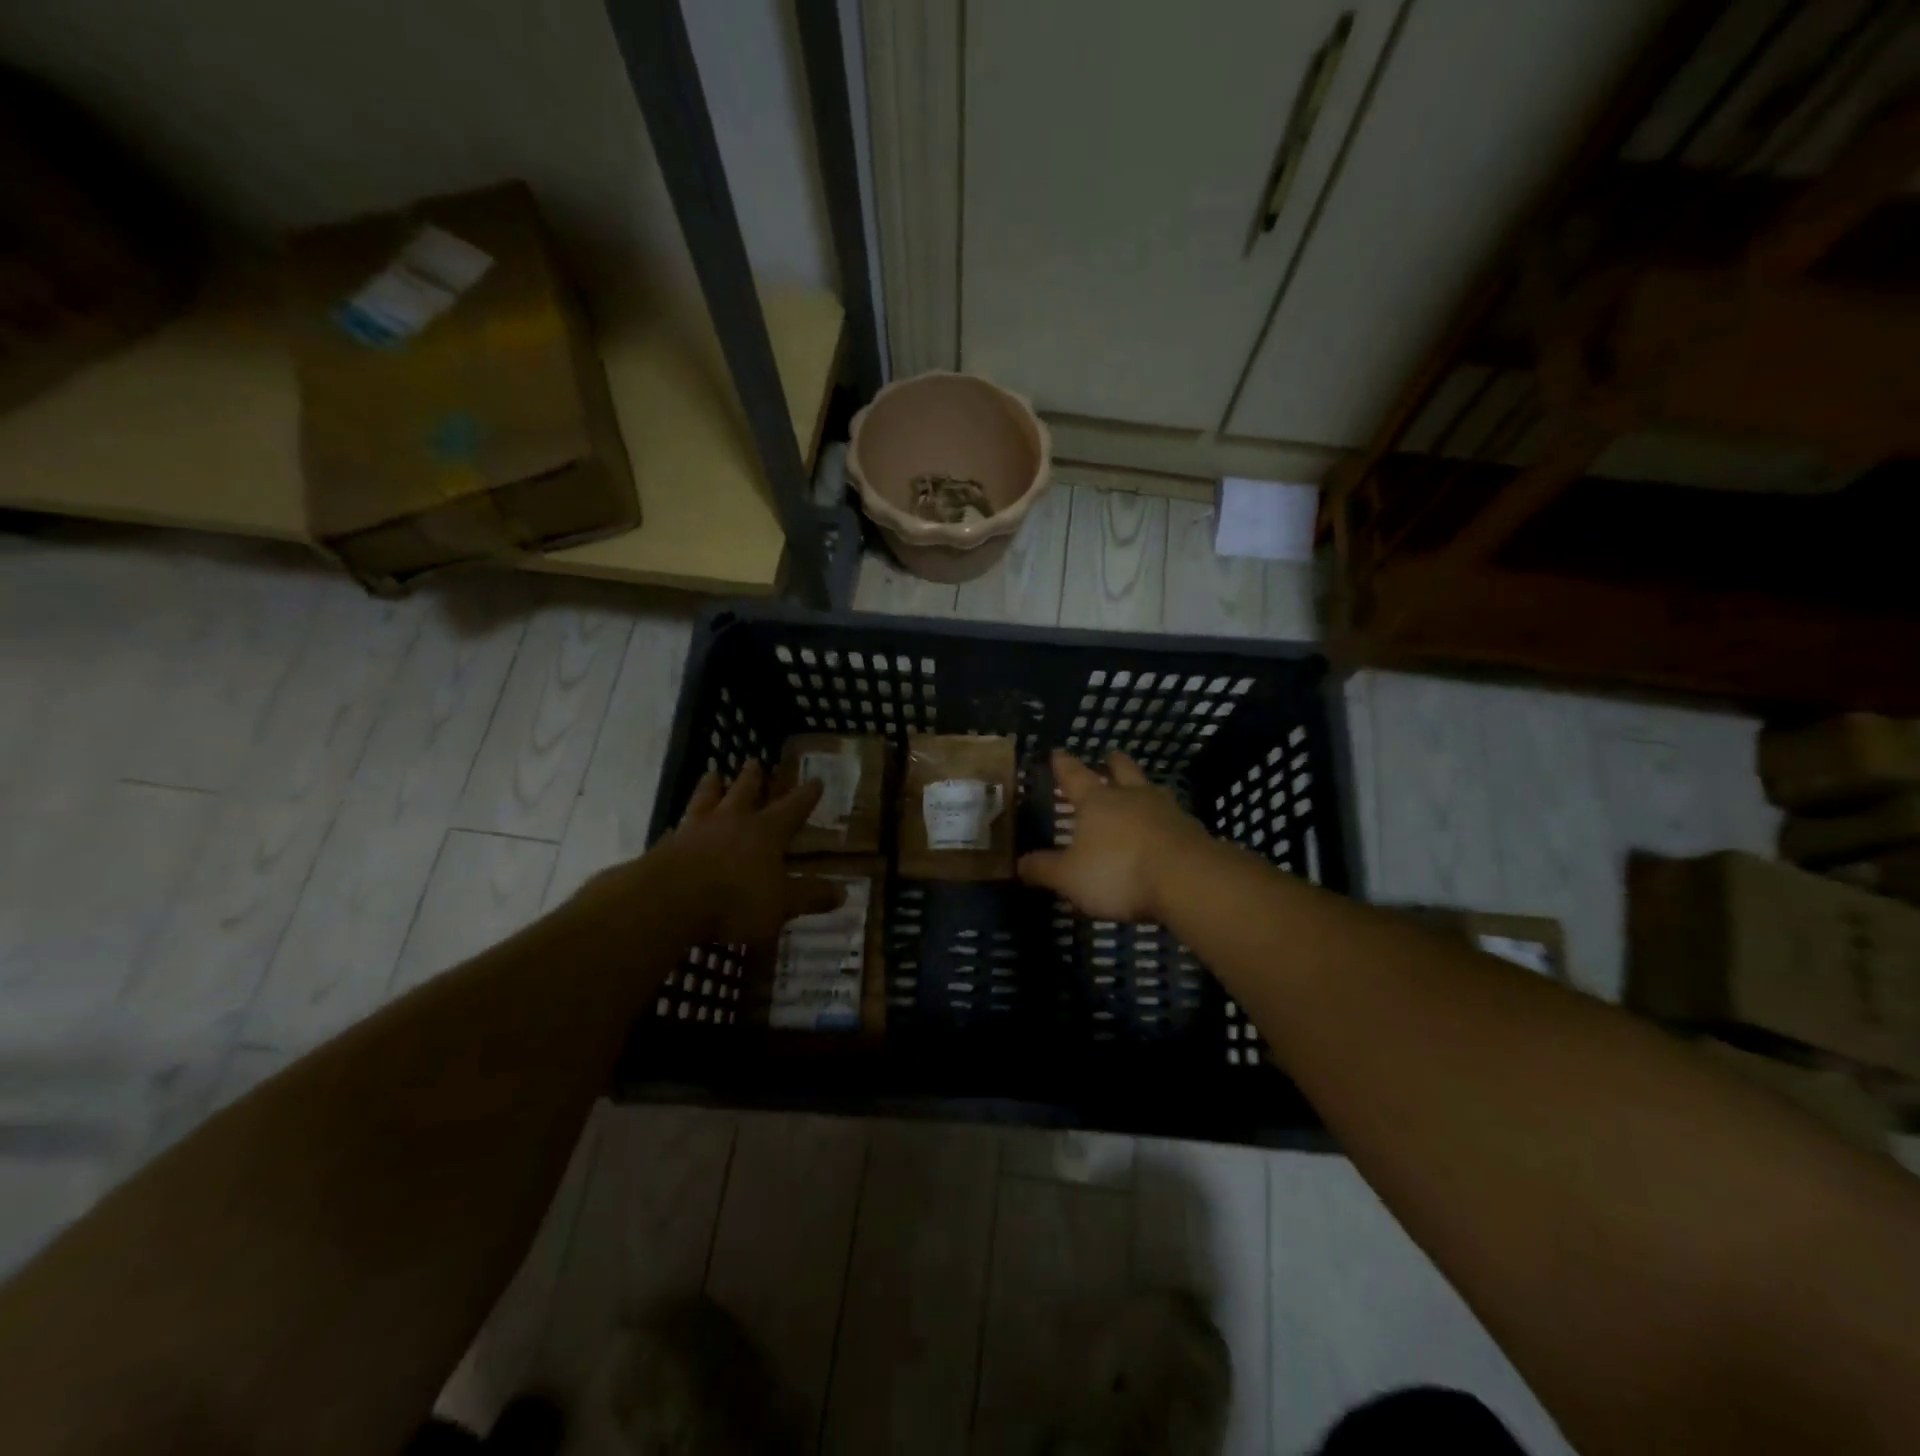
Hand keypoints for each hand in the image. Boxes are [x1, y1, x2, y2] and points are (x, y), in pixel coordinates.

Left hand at [593, 761, 842, 949]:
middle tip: (753, 760)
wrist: (668, 901)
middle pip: (744, 792)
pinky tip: (678, 824)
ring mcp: (696, 830)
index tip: (816, 780)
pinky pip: (678, 826)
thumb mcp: (782, 904)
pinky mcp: (667, 846)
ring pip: (706, 799)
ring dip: (712, 786)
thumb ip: (810, 896)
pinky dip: (682, 822)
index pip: (792, 808)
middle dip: (752, 777)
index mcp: (765, 832)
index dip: (806, 796)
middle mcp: (732, 822)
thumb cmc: (735, 900)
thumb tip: (844, 893)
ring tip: (712, 774)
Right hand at [1017, 750, 1214, 922]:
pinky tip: (1164, 829)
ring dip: (1142, 787)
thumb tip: (1020, 864)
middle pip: (1121, 768)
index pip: (1074, 774)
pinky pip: (1173, 816)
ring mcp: (1166, 809)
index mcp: (1097, 801)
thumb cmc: (1118, 871)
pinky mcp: (1191, 829)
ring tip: (1139, 790)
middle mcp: (1131, 796)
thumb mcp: (1070, 877)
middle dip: (1112, 762)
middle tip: (1107, 757)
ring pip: (1151, 788)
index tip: (1057, 752)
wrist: (1187, 880)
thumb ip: (1044, 869)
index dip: (1063, 763)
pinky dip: (1164, 818)